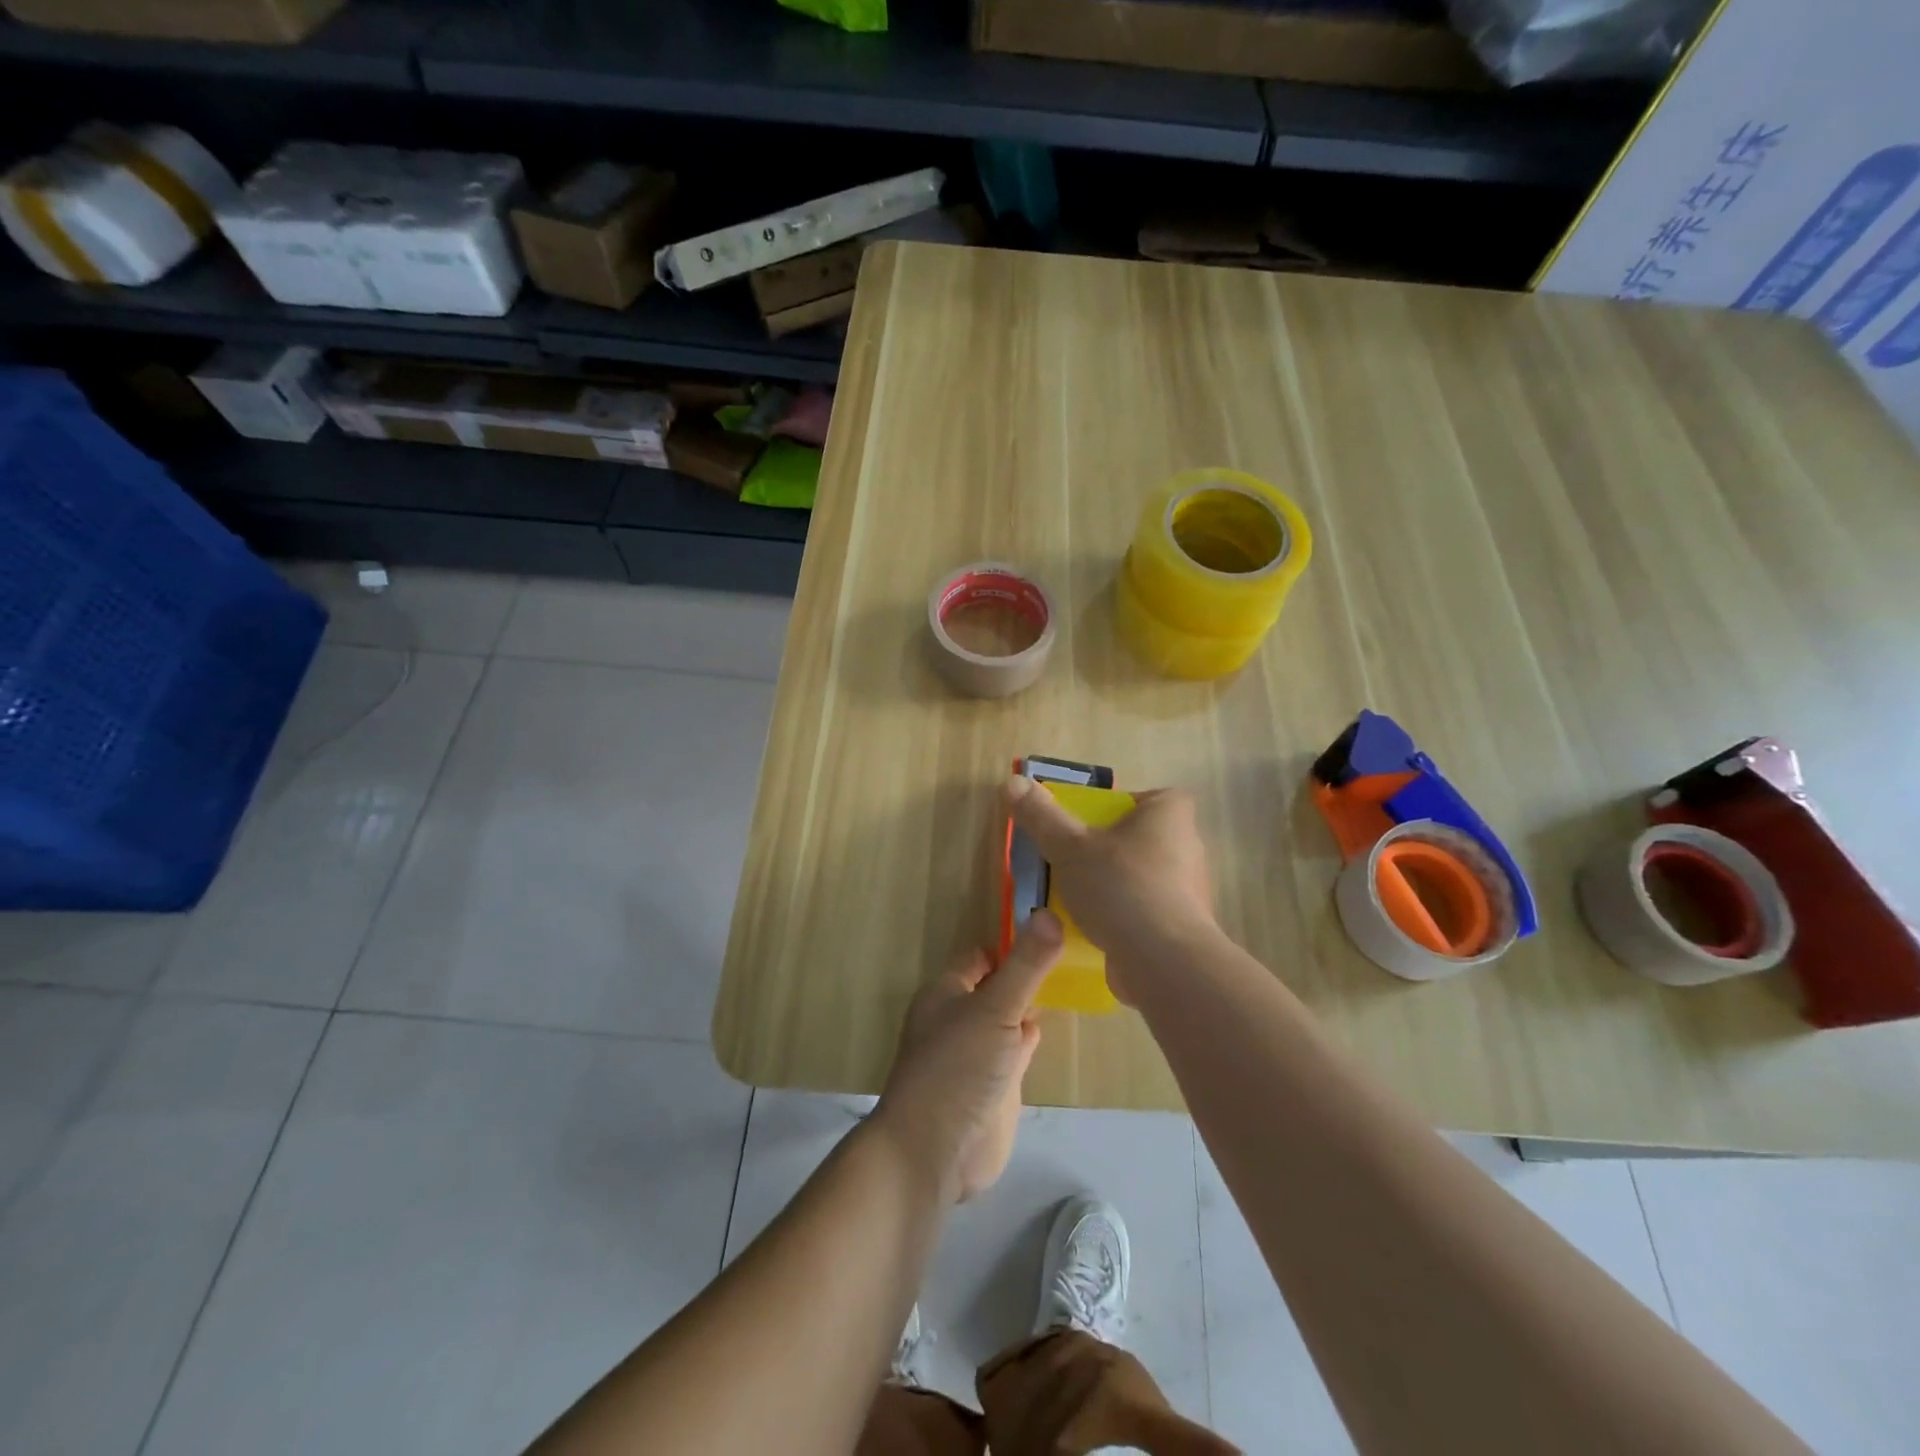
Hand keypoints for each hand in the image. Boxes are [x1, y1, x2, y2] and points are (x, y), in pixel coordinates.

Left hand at [874, 912, 1062, 1203]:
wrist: (935, 1151)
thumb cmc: (957, 1068)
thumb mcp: (996, 1008)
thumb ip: (1026, 965)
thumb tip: (1050, 913)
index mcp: (948, 991)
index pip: (982, 955)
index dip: (1013, 942)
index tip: (1054, 928)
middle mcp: (961, 1016)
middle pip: (997, 984)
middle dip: (1026, 971)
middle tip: (1073, 951)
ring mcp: (978, 1052)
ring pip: (1008, 1017)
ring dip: (1031, 1003)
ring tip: (1071, 978)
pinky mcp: (995, 1085)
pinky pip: (1017, 1050)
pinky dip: (1033, 1037)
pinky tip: (1055, 1026)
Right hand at [1002, 776, 1215, 1003]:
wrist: (1163, 962)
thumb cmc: (1120, 887)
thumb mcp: (1068, 846)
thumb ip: (1041, 816)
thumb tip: (1012, 783)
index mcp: (1169, 815)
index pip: (1150, 798)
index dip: (1122, 807)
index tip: (1090, 824)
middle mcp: (1187, 847)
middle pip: (1141, 838)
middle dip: (1110, 849)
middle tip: (1073, 860)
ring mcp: (1189, 891)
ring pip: (1143, 877)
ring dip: (1114, 886)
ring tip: (1076, 898)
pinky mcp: (1182, 928)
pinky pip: (1146, 912)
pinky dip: (1123, 917)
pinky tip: (1094, 930)